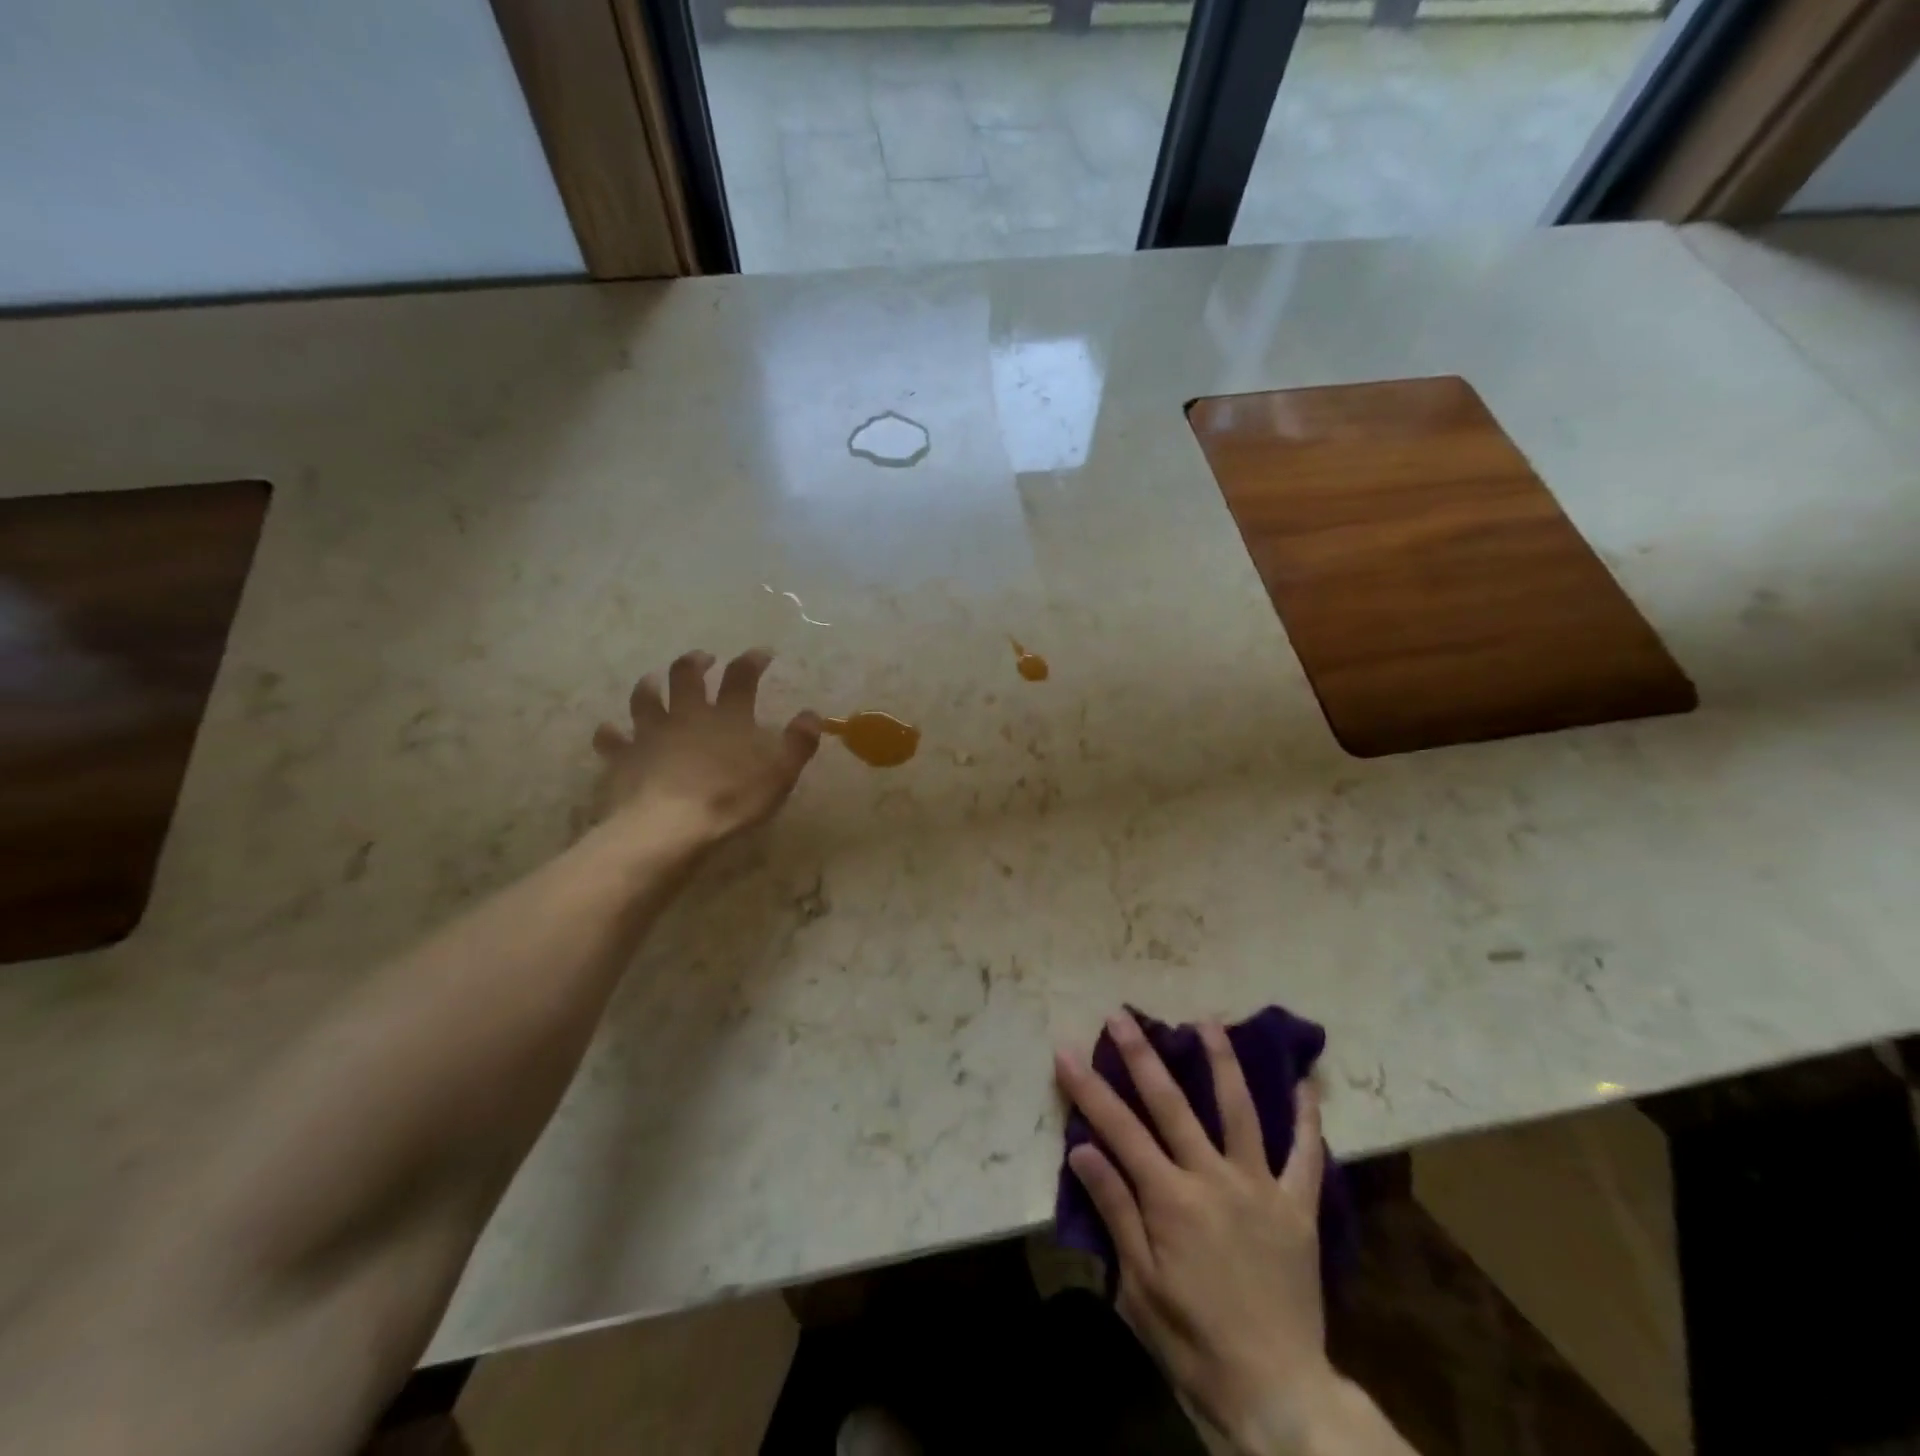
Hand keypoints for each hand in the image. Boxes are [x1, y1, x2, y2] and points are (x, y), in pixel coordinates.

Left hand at [592, 649, 821, 846]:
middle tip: (703, 659)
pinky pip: (611, 738)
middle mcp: (686, 714)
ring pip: (645, 697)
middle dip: (695, 662)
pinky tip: (610, 731)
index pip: (742, 676)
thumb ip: (798, 743)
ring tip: (652, 681)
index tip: (762, 653)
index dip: (752, 660)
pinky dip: (611, 733)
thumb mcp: (780, 774)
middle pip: (686, 675)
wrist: (668, 827)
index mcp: (727, 716)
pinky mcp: (622, 757)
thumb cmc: (731, 799)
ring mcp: (650, 733)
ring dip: (649, 685)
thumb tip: (811, 714)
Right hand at [1056, 1012, 1381, 1455]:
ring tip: (1208, 1022)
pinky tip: (1304, 1082)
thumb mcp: (1139, 1284)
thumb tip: (1082, 1148)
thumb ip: (1115, 1209)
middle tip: (1123, 1014)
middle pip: (1172, 1103)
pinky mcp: (1299, 1207)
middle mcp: (1214, 1177)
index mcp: (1171, 1198)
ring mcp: (1260, 1187)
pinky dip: (1307, 1117)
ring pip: (1239, 1110)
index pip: (1118, 1129)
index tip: (1065, 1051)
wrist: (1277, 1390)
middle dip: (1142, 1055)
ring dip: (1222, 1062)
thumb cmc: (1194, 1338)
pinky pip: (1307, 1155)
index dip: (1088, 1088)